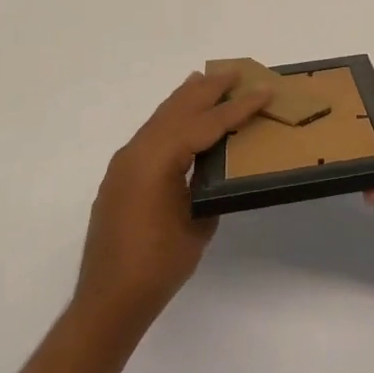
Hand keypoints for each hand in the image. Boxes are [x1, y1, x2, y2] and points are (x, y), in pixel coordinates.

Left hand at [75, 71, 269, 328]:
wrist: (108, 301)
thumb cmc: (159, 265)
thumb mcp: (198, 222)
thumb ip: (208, 187)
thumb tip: (214, 170)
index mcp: (158, 159)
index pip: (206, 123)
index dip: (238, 107)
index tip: (264, 91)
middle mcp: (137, 152)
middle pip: (178, 109)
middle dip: (208, 89)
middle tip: (236, 72)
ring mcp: (124, 163)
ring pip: (161, 118)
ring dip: (186, 99)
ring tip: (206, 80)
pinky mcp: (120, 177)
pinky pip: (150, 135)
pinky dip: (171, 119)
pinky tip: (181, 120)